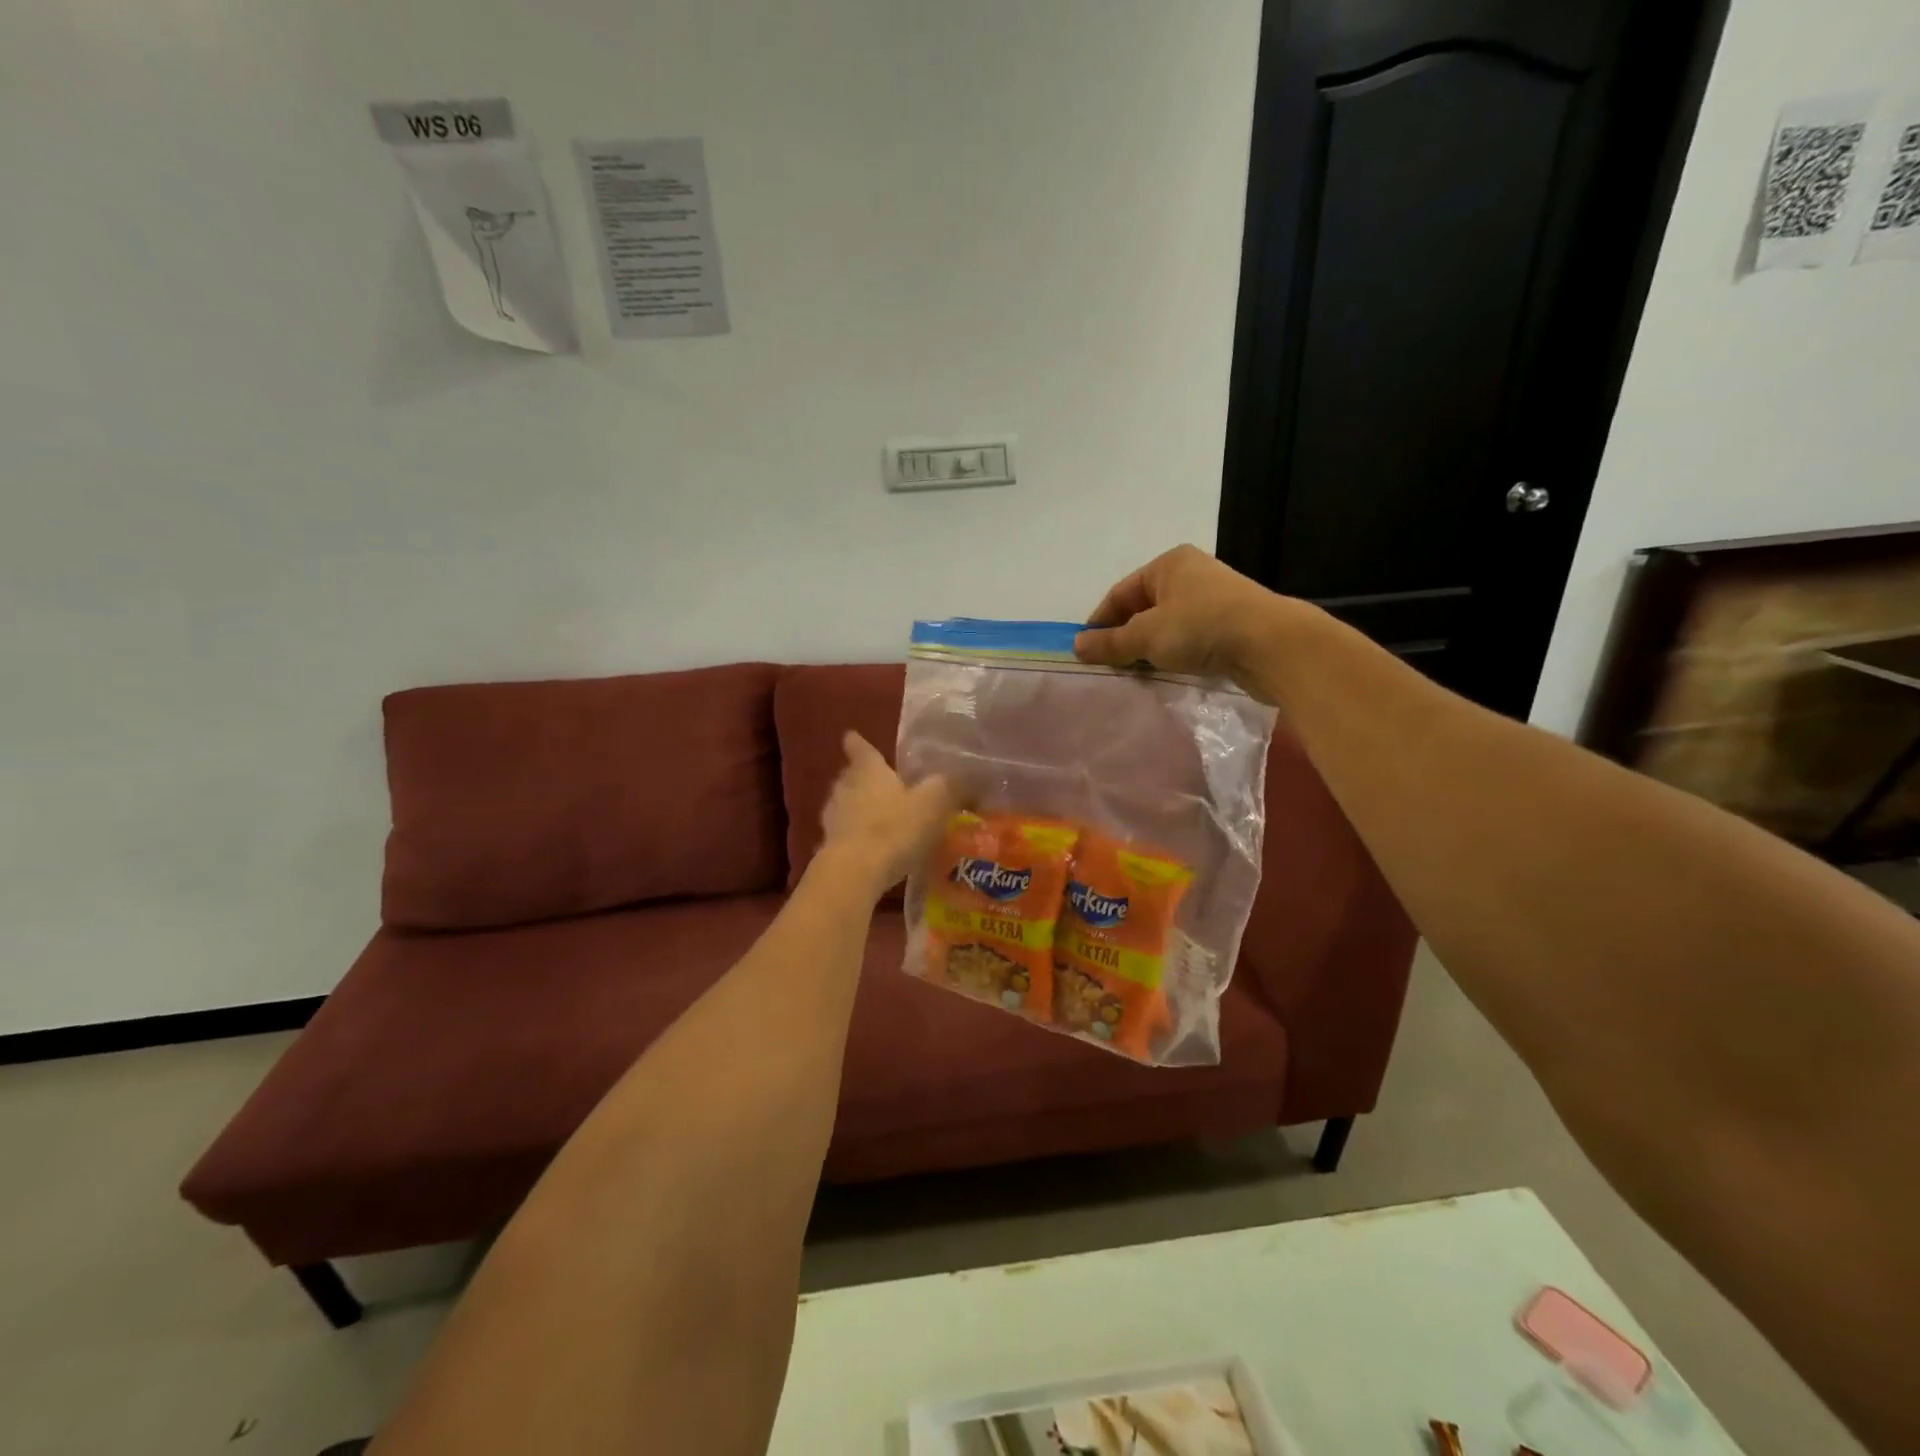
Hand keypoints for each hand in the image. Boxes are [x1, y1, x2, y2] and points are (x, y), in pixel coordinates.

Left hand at [818, 732, 957, 891]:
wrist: (855, 871)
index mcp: (870, 771)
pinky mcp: (830, 846)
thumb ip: (948, 786)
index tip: (851, 735)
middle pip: (849, 776)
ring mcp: (833, 818)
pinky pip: (844, 834)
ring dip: (857, 808)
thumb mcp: (934, 802)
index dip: (858, 743)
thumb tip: (968, 774)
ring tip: (877, 815)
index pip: (862, 749)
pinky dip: (855, 836)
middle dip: (860, 777)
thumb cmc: (896, 827)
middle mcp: (846, 788)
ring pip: (844, 804)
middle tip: (877, 781)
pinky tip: (871, 847)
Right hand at [1074, 544, 1285, 683]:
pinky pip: (1190, 639)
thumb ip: (1110, 642)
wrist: (1271, 645)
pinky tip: (1167, 673)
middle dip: (1124, 637)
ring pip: (1167, 625)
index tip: (1086, 653)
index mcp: (1168, 564)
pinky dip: (1174, 654)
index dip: (1099, 623)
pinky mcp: (1231, 625)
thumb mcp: (1146, 636)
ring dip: (1149, 649)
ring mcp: (1214, 599)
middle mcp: (1191, 575)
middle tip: (1108, 667)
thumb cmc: (1201, 628)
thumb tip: (1077, 646)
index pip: (1120, 593)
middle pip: (1143, 608)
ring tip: (1135, 675)